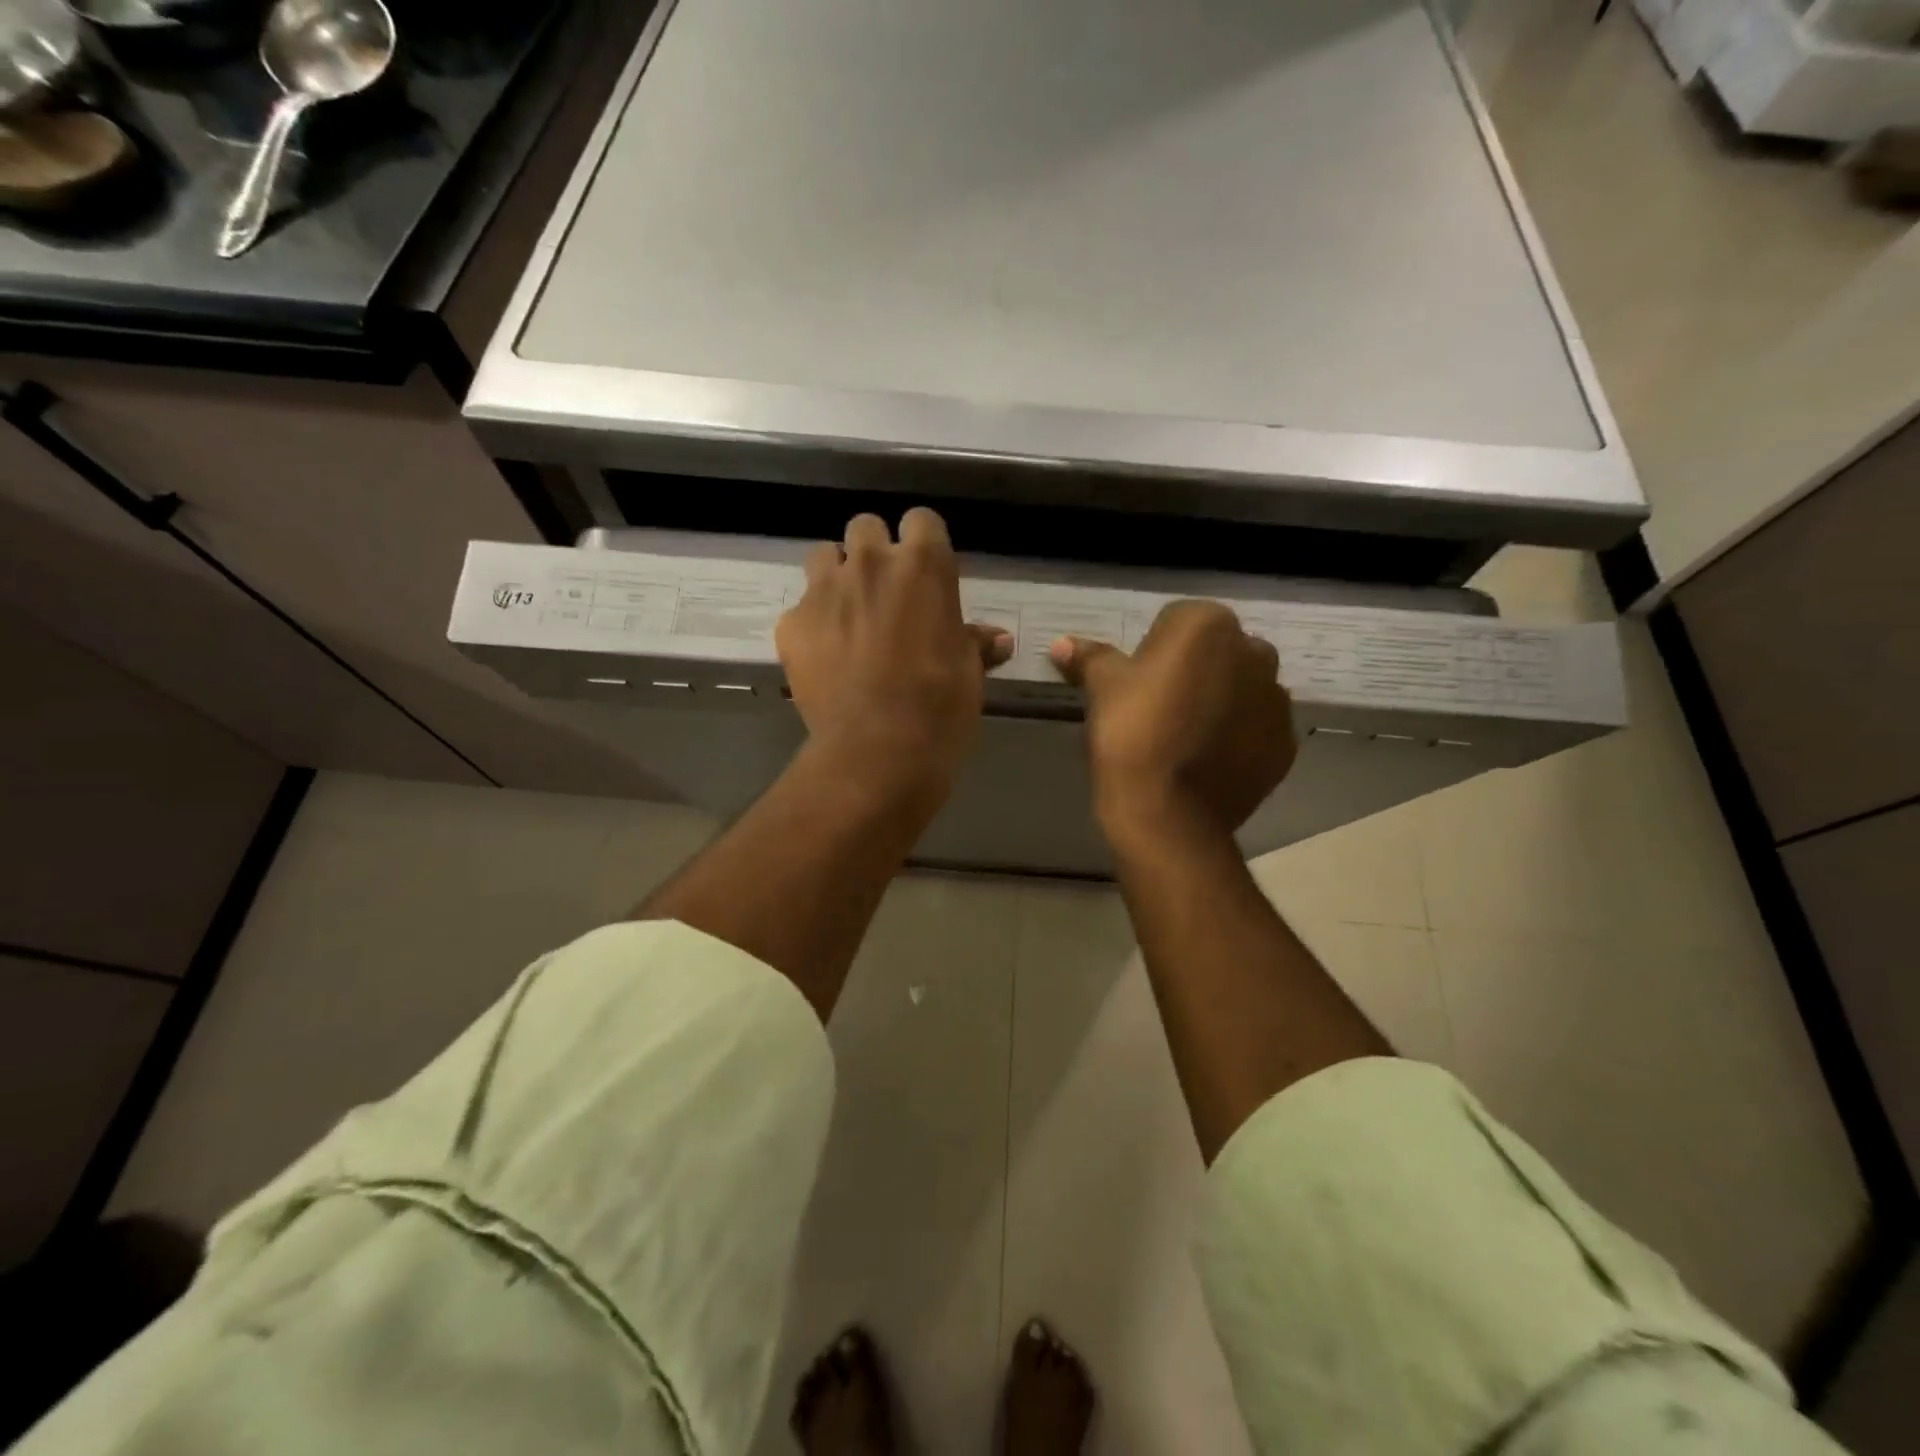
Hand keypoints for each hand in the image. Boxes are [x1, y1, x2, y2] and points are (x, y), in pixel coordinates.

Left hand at [776, 508, 1012, 806]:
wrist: (877, 751)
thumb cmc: (939, 707)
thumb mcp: (968, 673)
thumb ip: (975, 643)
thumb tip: (999, 639)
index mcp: (923, 566)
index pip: (921, 520)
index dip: (922, 544)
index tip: (925, 574)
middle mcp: (870, 564)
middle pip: (866, 527)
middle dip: (874, 552)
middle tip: (883, 592)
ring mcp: (824, 590)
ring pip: (824, 556)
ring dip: (836, 576)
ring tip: (847, 614)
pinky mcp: (792, 624)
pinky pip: (800, 608)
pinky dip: (812, 625)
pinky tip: (824, 657)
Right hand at [1050, 600, 1295, 842]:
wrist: (1167, 813)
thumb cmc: (1130, 732)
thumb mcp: (1101, 688)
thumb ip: (1089, 658)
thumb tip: (1061, 644)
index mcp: (1209, 625)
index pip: (1176, 621)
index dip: (1151, 651)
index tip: (1134, 684)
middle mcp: (1255, 652)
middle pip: (1217, 653)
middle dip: (1194, 672)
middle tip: (1158, 709)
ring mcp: (1276, 702)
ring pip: (1242, 690)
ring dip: (1220, 703)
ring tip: (1183, 740)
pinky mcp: (1284, 746)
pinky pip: (1256, 731)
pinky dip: (1237, 739)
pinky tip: (1206, 762)